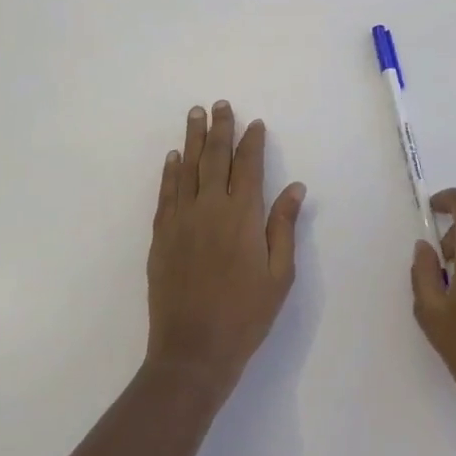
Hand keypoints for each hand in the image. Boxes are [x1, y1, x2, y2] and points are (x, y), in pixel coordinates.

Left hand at [145, 101, 304, 399]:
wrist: (193, 351)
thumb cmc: (246, 314)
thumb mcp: (279, 275)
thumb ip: (283, 226)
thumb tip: (294, 187)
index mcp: (243, 216)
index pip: (248, 166)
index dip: (252, 142)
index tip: (255, 123)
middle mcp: (210, 208)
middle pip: (215, 158)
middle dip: (220, 129)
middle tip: (220, 104)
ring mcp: (182, 220)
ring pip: (188, 169)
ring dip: (193, 139)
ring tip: (195, 115)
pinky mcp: (161, 236)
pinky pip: (166, 194)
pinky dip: (170, 172)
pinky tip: (173, 157)